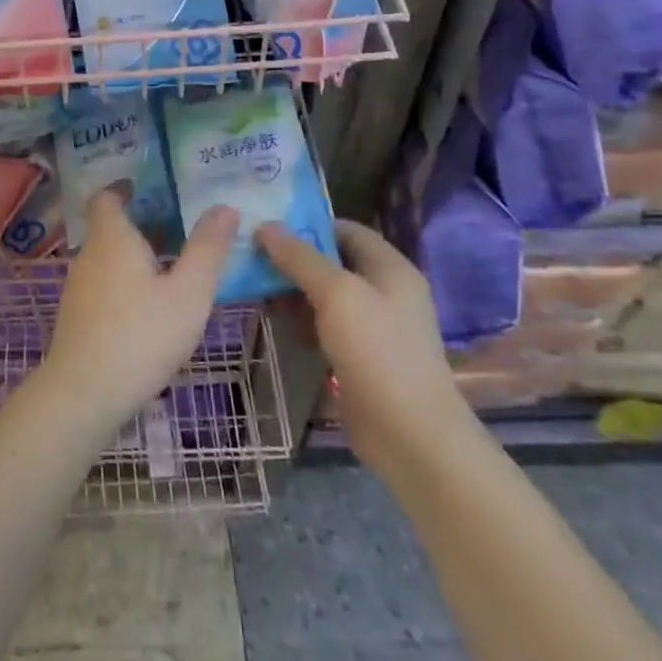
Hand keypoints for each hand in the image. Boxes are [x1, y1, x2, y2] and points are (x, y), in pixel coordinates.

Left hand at [41, 189, 239, 436]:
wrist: (84, 393)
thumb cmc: (141, 335)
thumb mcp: (188, 292)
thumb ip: (207, 249)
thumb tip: (225, 207)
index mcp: (112, 238)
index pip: (106, 197)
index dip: (124, 188)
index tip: (149, 188)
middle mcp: (89, 255)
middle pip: (110, 227)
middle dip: (140, 224)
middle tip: (178, 227)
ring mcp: (78, 287)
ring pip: (107, 258)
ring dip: (134, 255)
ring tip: (170, 265)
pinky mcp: (77, 316)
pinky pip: (103, 284)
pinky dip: (125, 281)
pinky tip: (149, 305)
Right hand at [258, 219, 473, 474]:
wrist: (410, 435)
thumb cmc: (377, 352)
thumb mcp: (336, 294)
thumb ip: (300, 258)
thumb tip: (266, 227)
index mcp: (390, 268)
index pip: (345, 229)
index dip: (307, 225)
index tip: (267, 227)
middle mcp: (384, 291)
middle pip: (332, 261)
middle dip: (293, 259)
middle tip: (252, 258)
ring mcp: (373, 326)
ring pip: (325, 295)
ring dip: (293, 291)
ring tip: (255, 288)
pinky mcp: (359, 355)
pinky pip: (325, 325)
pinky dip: (302, 320)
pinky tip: (276, 322)